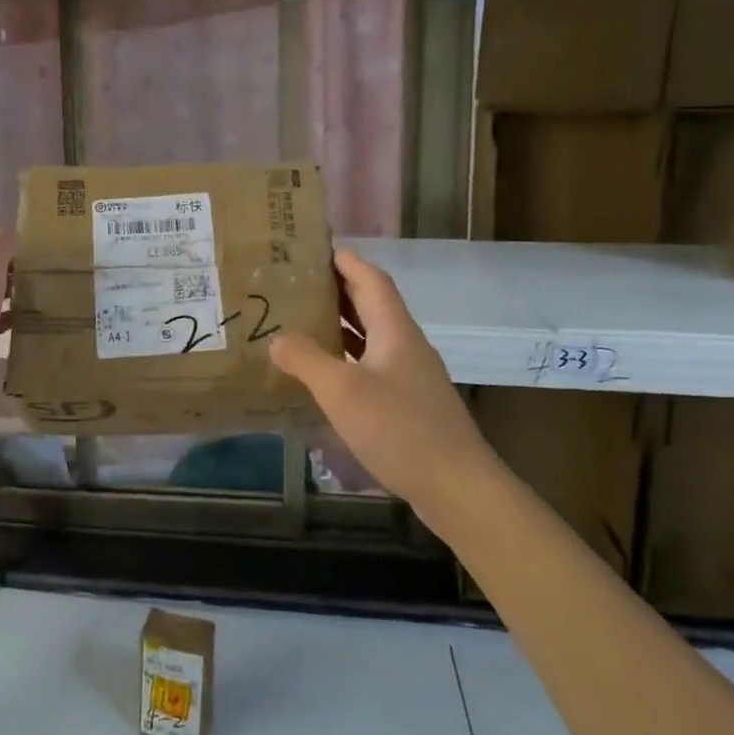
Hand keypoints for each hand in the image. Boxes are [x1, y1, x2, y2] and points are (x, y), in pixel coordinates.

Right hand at [269, 249, 489, 503]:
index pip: (371, 279)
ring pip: (373, 336)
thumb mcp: (342, 392)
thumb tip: (277, 338)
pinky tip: (326, 373)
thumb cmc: (399, 429)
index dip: (345, 261)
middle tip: (297, 282)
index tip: (314, 248)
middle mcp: (406, 345)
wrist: (457, 487)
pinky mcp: (410, 403)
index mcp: (395, 331)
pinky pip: (373, 364)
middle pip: (373, 304)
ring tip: (303, 319)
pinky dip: (348, 357)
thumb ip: (305, 360)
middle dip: (338, 289)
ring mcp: (411, 376)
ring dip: (342, 324)